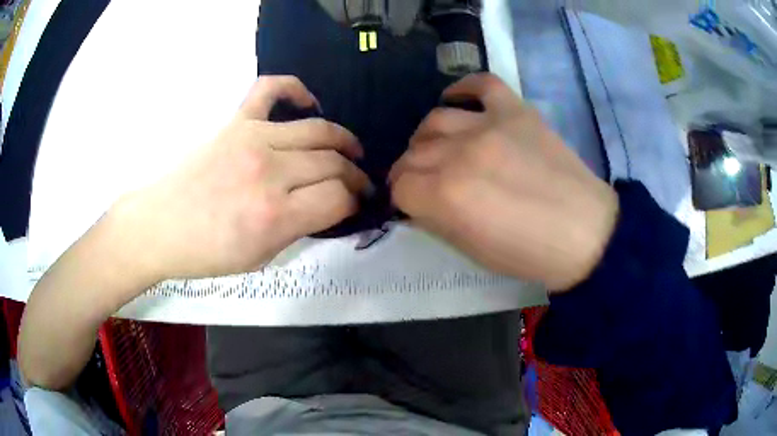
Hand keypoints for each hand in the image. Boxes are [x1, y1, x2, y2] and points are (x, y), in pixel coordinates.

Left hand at [116, 76, 369, 280]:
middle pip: (334, 162)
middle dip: (355, 175)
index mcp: (274, 215)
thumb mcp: (260, 257)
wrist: (160, 226)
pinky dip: (295, 90)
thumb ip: (299, 229)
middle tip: (357, 183)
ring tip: (349, 150)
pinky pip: (270, 89)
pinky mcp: (235, 120)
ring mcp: (251, 138)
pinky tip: (308, 103)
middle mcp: (269, 171)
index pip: (338, 198)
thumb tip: (328, 207)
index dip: (354, 202)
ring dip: (342, 141)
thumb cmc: (206, 252)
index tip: (355, 205)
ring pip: (317, 129)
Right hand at [389, 74, 618, 290]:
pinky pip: (482, 84)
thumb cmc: (529, 253)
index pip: (401, 187)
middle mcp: (460, 154)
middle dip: (409, 171)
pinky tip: (457, 101)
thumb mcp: (472, 251)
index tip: (410, 204)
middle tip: (420, 181)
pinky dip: (464, 88)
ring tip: (437, 148)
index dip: (401, 199)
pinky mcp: (515, 111)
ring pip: (436, 119)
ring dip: (426, 138)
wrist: (585, 232)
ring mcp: (489, 125)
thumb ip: (436, 221)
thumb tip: (417, 203)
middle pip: (413, 154)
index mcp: (447, 196)